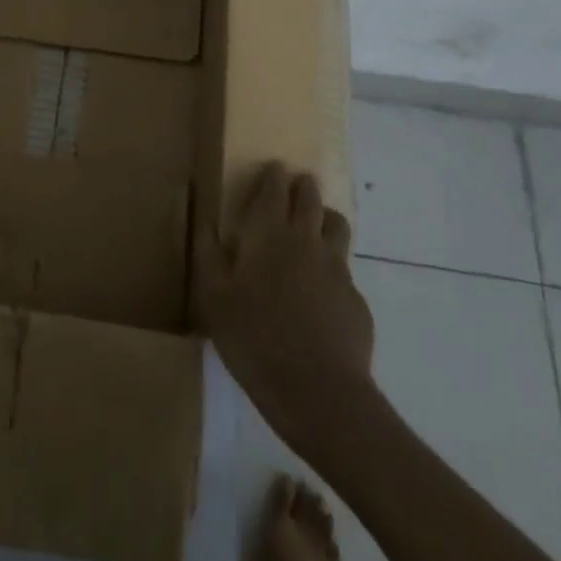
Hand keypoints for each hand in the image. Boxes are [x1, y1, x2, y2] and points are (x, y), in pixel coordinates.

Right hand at [198, 162, 376, 456]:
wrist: (318, 392)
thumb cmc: (253, 338)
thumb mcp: (213, 297)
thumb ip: (207, 253)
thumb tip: (204, 219)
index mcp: (268, 235)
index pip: (275, 190)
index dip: (274, 176)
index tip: (274, 168)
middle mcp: (306, 241)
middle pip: (311, 199)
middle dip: (303, 187)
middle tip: (297, 185)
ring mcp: (336, 270)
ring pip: (337, 227)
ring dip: (325, 218)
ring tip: (316, 226)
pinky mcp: (356, 301)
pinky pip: (344, 271)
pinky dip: (332, 268)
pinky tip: (321, 292)